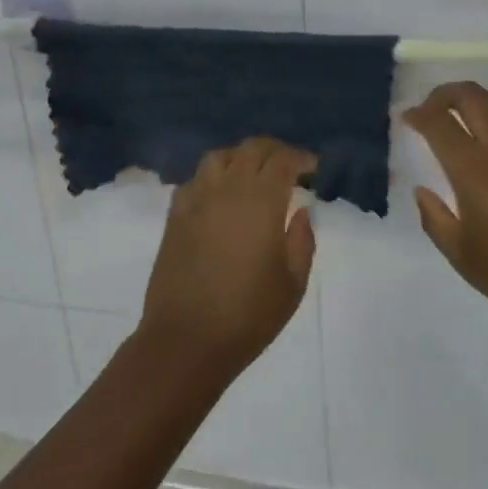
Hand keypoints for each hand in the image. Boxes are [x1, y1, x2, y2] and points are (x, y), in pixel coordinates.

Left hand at [137, 138, 317, 384]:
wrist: (186, 339)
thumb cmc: (248, 315)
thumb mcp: (292, 284)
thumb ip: (302, 241)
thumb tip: (301, 211)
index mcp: (261, 201)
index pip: (282, 160)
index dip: (300, 158)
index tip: (312, 169)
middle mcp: (227, 188)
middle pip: (251, 149)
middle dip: (274, 151)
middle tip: (288, 166)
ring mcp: (196, 198)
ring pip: (219, 157)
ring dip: (241, 157)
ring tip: (253, 174)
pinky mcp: (175, 214)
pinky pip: (195, 179)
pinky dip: (213, 177)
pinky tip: (220, 196)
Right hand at [404, 82, 487, 346]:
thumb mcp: (462, 257)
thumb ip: (435, 219)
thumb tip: (423, 191)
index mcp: (473, 170)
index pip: (438, 123)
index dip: (418, 115)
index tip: (408, 119)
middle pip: (471, 96)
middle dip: (445, 95)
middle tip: (432, 110)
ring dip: (480, 100)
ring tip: (469, 117)